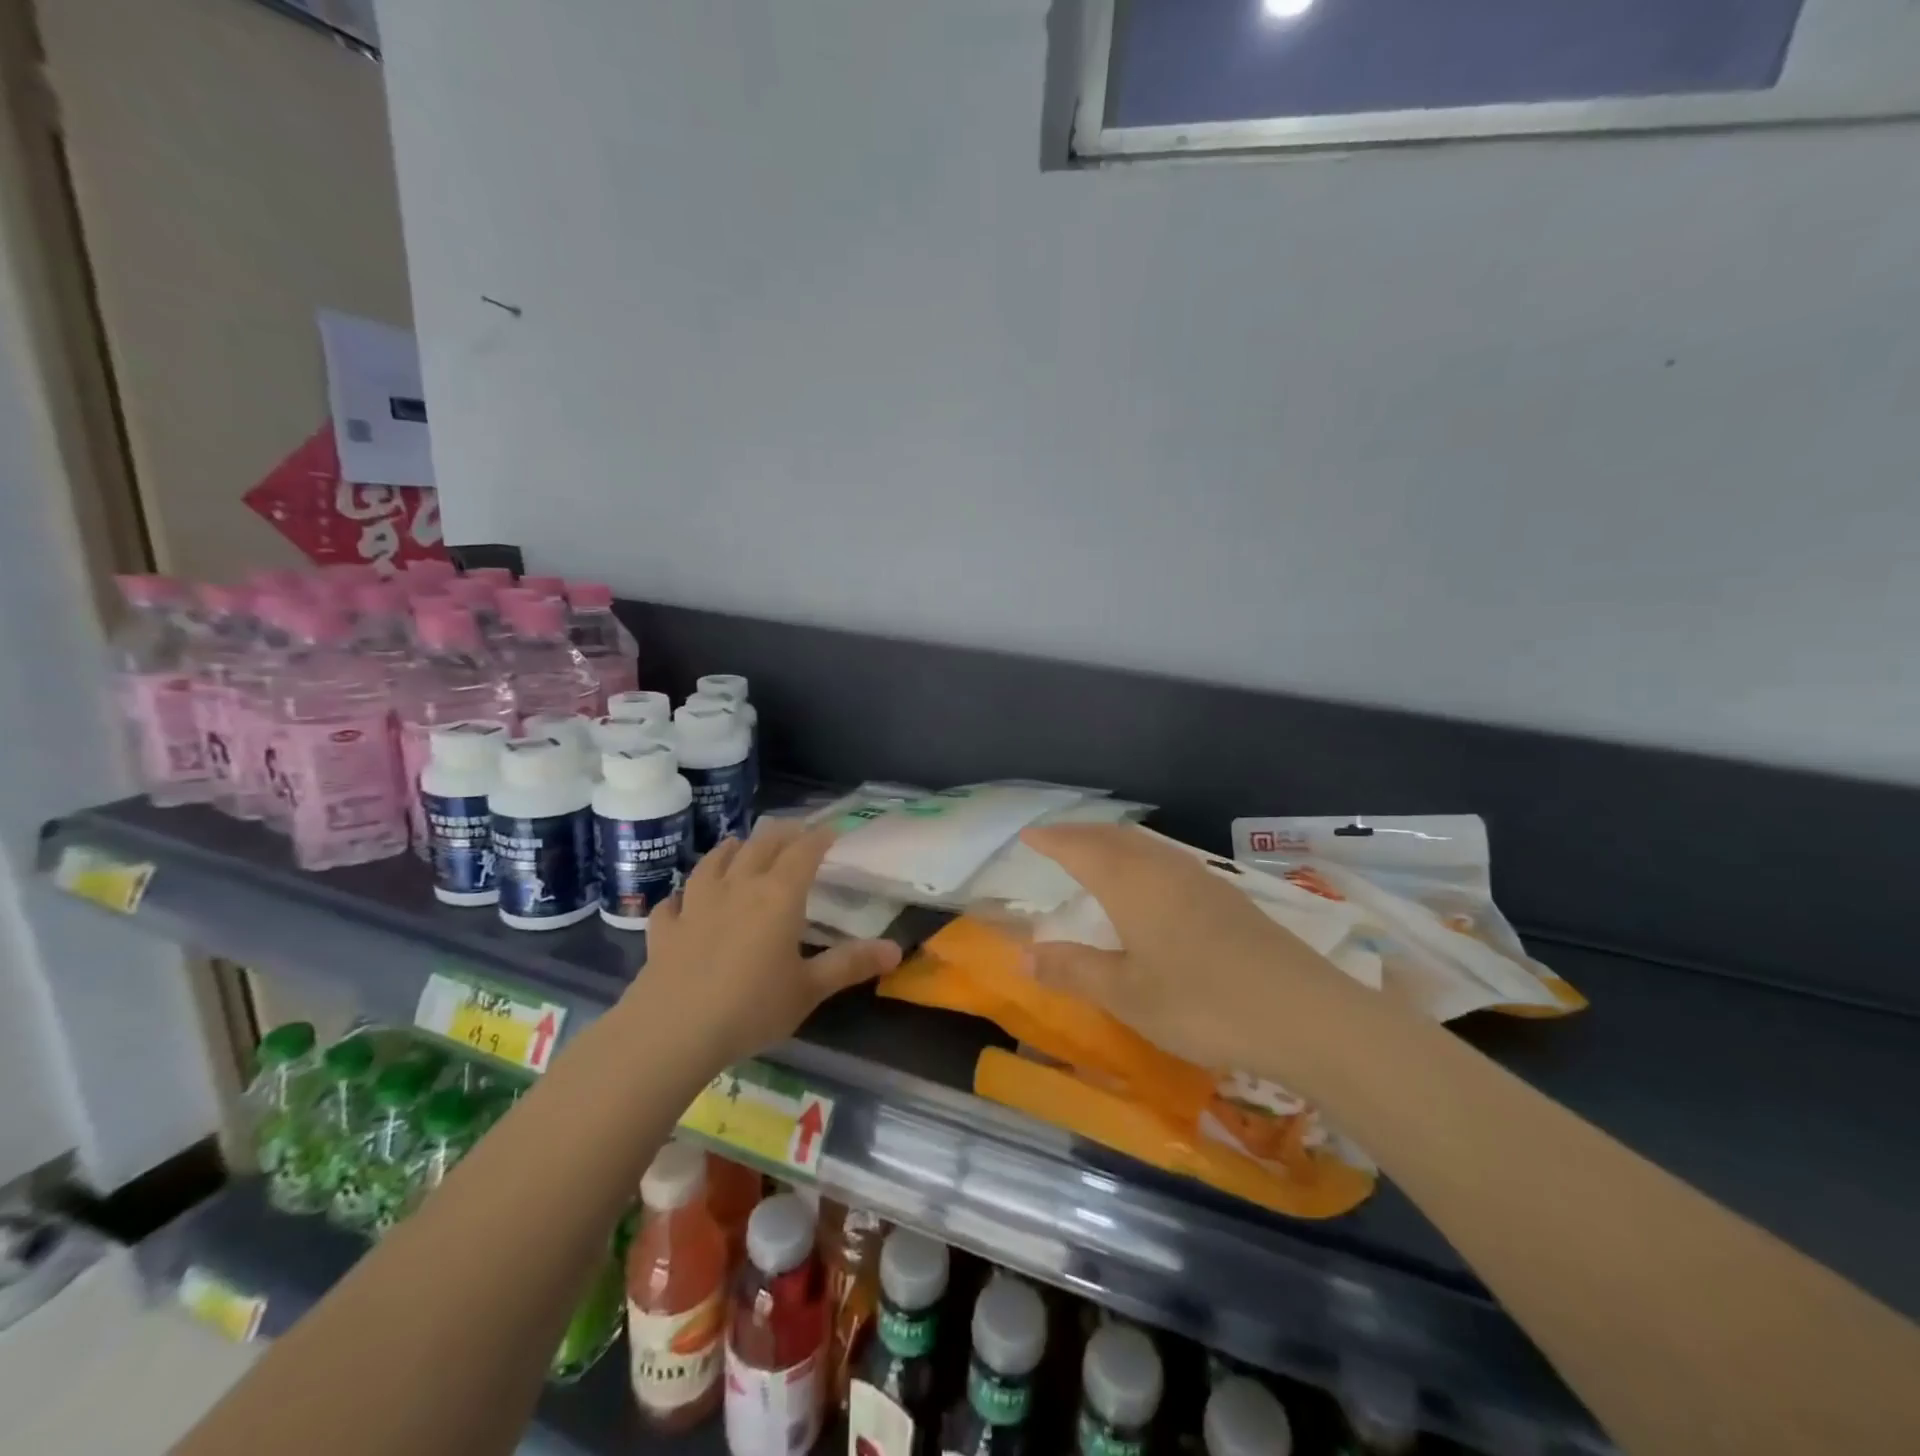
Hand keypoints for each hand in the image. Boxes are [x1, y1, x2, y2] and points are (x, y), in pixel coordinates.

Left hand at [638, 819, 900, 1069]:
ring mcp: (696, 905)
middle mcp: (738, 888)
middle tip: (795, 832)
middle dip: (781, 834)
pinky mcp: (666, 928)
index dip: (819, 837)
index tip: (832, 829)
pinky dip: (682, 896)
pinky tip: (682, 900)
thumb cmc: (751, 1008)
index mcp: (778, 896)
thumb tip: (897, 949)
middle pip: (760, 846)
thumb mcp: (810, 990)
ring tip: (738, 845)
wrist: (672, 1031)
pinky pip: (673, 902)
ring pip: (713, 863)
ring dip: (730, 850)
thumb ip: (851, 965)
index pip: (803, 852)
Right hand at [1021, 824, 1369, 1079]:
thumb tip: (1022, 955)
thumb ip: (1073, 971)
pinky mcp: (1228, 897)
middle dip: (1081, 834)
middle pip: (1114, 837)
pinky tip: (1151, 883)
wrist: (1304, 1013)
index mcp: (1131, 884)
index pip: (1080, 849)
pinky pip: (1169, 859)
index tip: (1028, 836)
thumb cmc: (1201, 1004)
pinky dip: (1142, 857)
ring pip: (1146, 845)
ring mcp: (1201, 879)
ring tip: (1096, 855)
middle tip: (1055, 841)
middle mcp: (1164, 869)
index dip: (1052, 841)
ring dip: (1114, 843)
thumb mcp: (1126, 995)